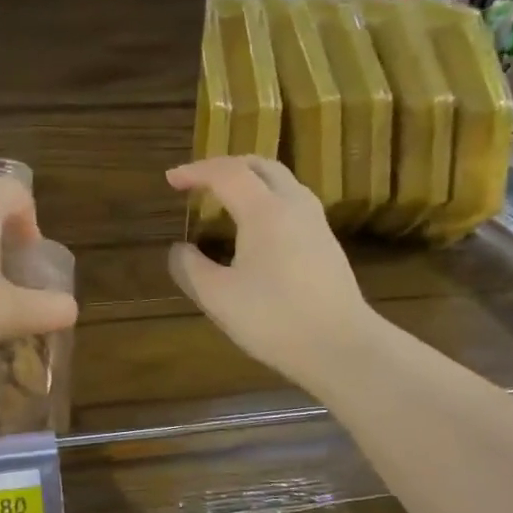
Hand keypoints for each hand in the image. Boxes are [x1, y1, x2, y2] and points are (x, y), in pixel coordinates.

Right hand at [164, 156, 376, 394]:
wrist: (341, 347)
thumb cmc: (275, 319)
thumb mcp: (219, 298)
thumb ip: (190, 268)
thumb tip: (179, 250)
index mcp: (265, 210)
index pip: (226, 173)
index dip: (195, 172)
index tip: (170, 180)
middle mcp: (294, 205)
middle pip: (260, 166)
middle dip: (225, 166)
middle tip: (199, 182)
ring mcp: (316, 223)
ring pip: (281, 182)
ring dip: (249, 181)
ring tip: (225, 200)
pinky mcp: (326, 243)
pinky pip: (291, 202)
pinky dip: (265, 199)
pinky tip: (254, 228)